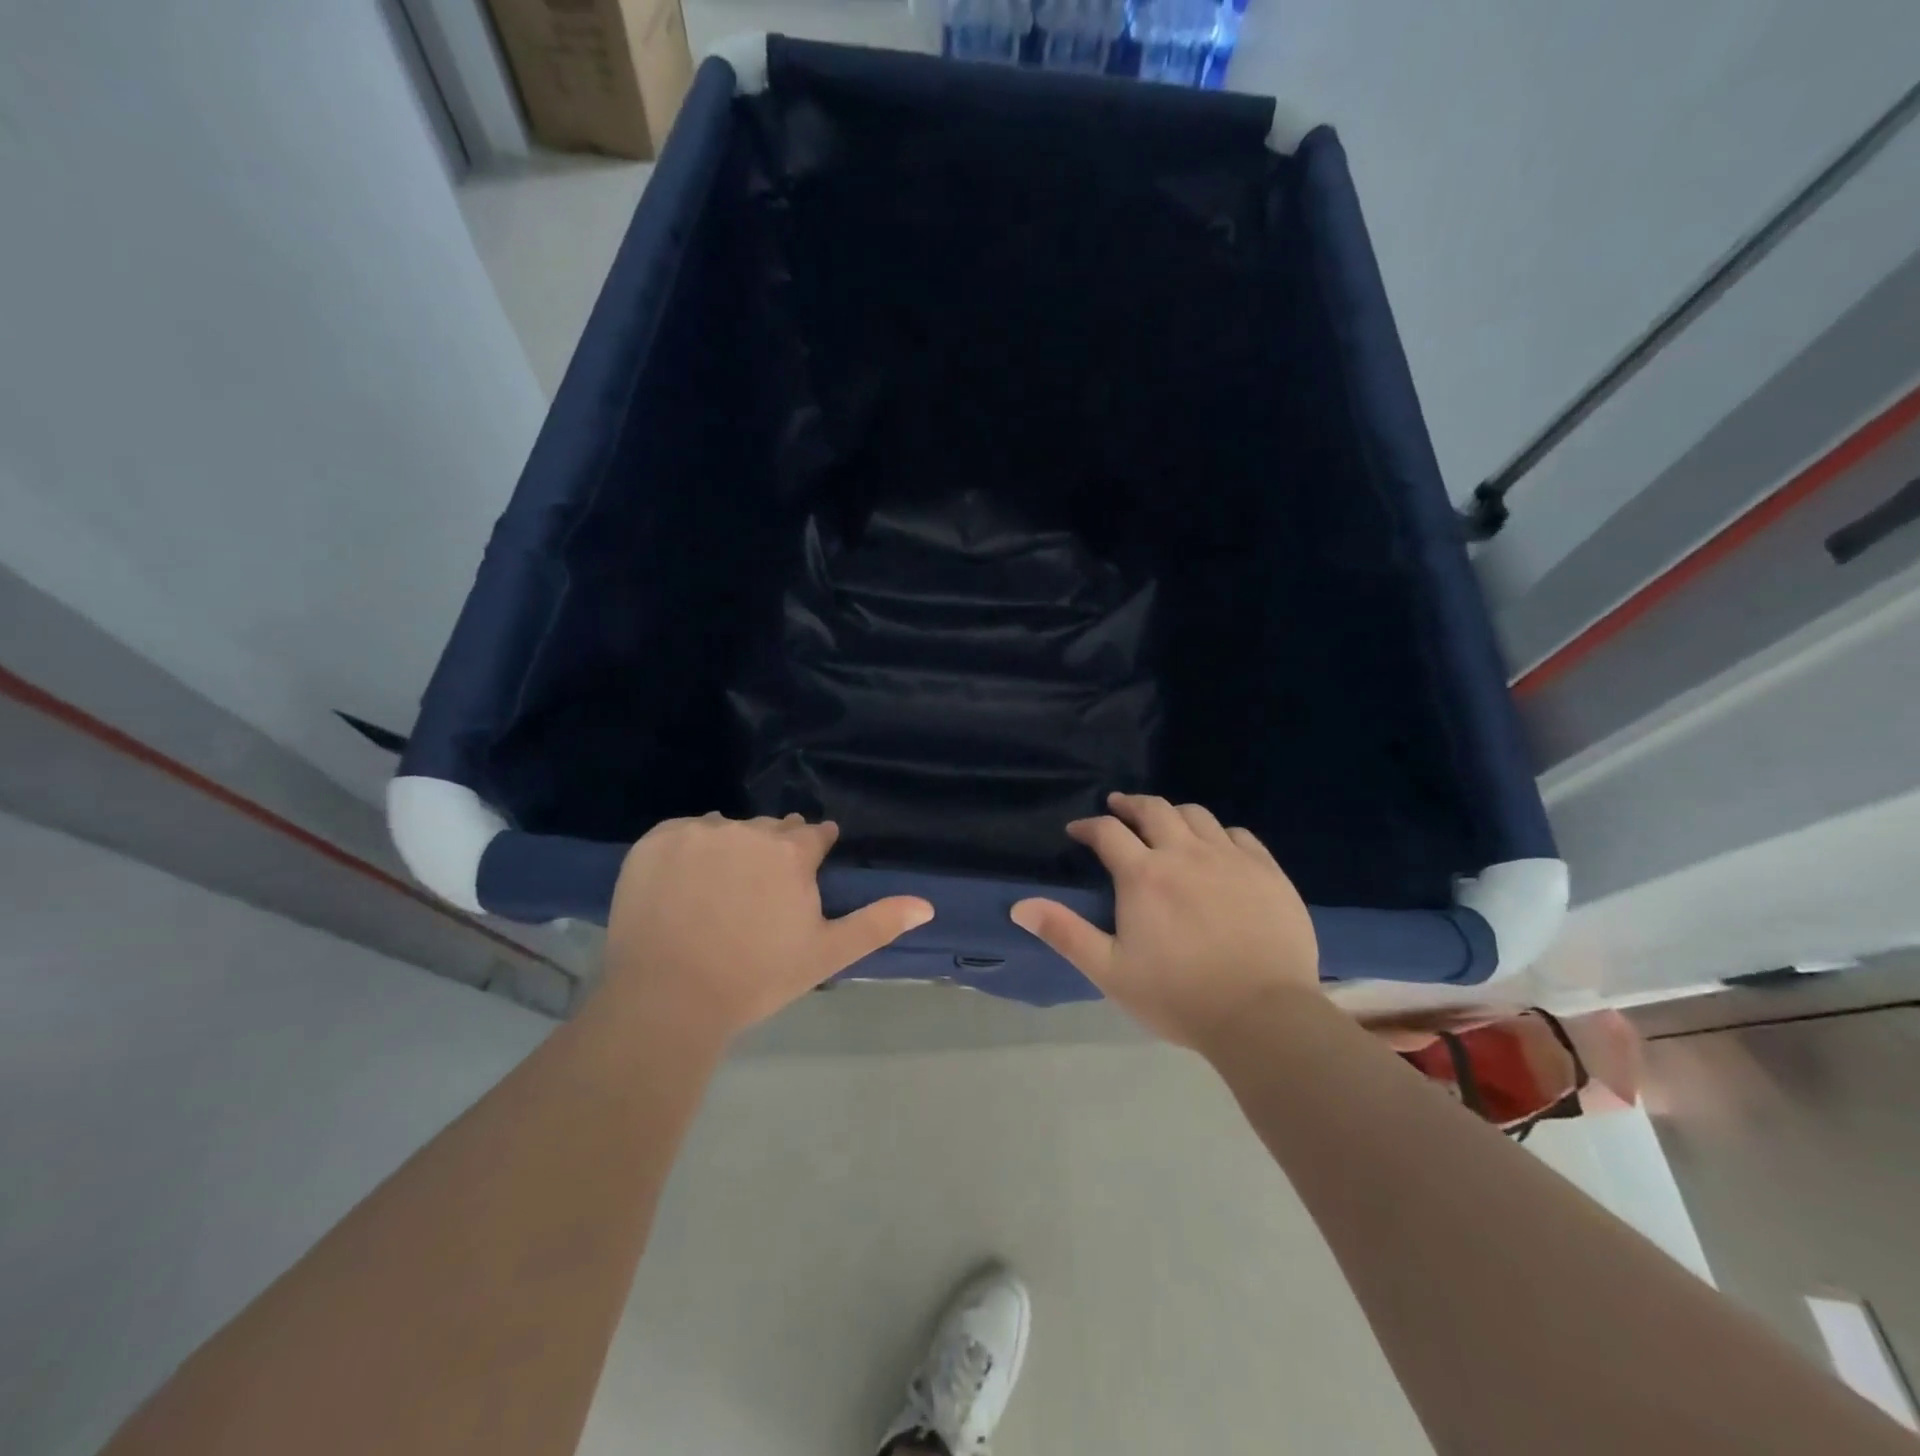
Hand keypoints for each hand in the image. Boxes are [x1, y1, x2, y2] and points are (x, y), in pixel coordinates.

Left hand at [597, 813, 932, 1045]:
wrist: (668, 999)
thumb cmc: (756, 977)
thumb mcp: (826, 954)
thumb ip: (877, 923)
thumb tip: (927, 904)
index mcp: (791, 852)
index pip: (813, 834)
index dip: (814, 851)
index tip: (806, 869)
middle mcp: (747, 831)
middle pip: (770, 829)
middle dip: (773, 850)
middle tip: (760, 890)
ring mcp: (697, 833)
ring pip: (726, 829)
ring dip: (730, 847)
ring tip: (720, 888)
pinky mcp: (654, 842)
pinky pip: (683, 833)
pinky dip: (688, 850)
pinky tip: (685, 883)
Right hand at [1010, 793, 1319, 1051]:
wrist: (1264, 1017)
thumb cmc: (1178, 997)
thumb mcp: (1110, 971)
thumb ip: (1065, 933)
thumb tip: (1020, 905)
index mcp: (1144, 875)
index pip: (1108, 832)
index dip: (1088, 827)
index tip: (1078, 831)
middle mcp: (1185, 854)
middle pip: (1153, 809)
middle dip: (1129, 805)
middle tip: (1117, 808)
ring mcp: (1231, 859)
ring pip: (1196, 815)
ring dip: (1172, 813)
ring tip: (1165, 824)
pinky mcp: (1267, 872)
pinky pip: (1239, 835)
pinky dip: (1219, 833)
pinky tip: (1216, 847)